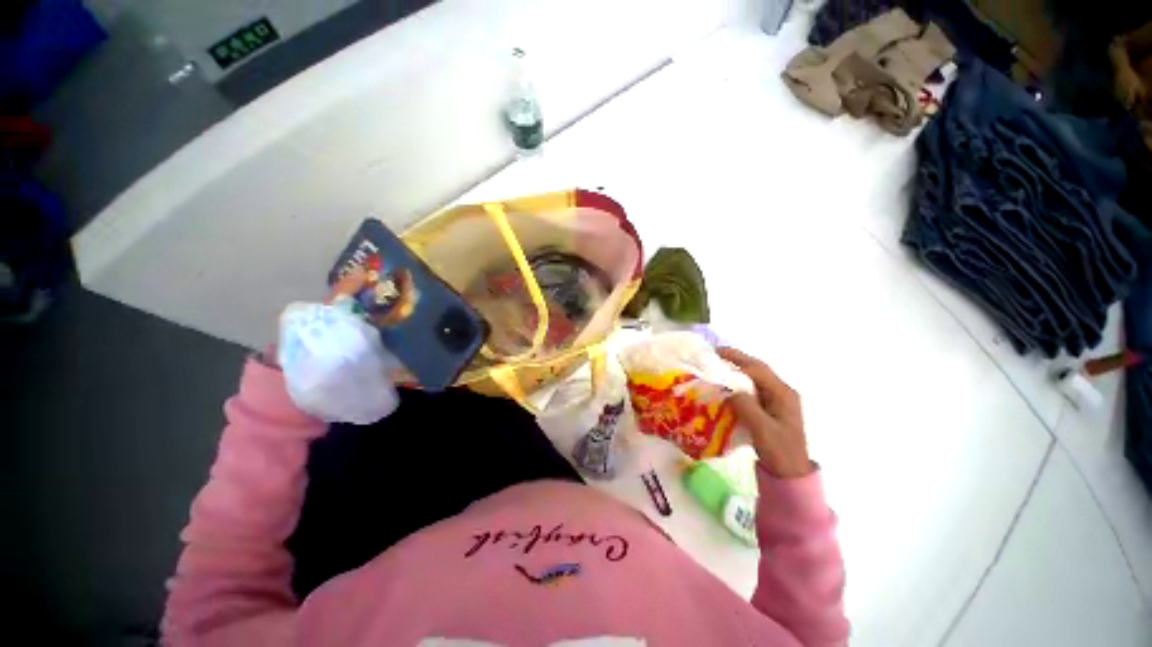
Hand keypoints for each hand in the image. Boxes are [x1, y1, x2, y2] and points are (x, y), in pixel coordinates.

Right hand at [719, 348, 811, 478]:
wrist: (791, 472)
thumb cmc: (779, 451)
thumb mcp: (762, 429)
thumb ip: (746, 406)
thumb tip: (729, 389)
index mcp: (783, 394)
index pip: (758, 370)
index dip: (737, 361)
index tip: (716, 356)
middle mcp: (782, 391)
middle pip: (757, 369)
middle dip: (737, 359)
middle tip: (714, 353)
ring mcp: (777, 399)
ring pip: (755, 377)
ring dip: (737, 368)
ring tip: (718, 365)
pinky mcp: (771, 407)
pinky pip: (753, 388)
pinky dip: (739, 382)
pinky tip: (727, 384)